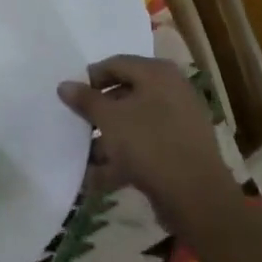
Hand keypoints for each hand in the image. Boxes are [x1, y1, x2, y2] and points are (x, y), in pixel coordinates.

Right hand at [59, 55, 231, 231]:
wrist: (197, 197)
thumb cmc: (149, 144)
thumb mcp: (109, 119)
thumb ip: (85, 100)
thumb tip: (64, 84)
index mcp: (157, 73)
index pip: (115, 64)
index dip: (90, 79)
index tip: (70, 97)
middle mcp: (171, 90)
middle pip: (125, 94)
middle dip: (98, 113)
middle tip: (77, 126)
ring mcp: (179, 121)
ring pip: (134, 123)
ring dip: (108, 139)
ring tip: (85, 158)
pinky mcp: (180, 150)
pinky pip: (146, 145)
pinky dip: (124, 157)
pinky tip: (101, 177)